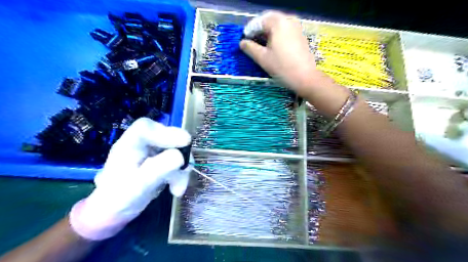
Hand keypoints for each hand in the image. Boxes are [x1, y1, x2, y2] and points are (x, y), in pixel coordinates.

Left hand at [69, 117, 191, 239]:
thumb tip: (180, 156)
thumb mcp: (138, 186)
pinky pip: (178, 161)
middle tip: (186, 168)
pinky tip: (176, 189)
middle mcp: (142, 144)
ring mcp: (153, 152)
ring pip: (177, 149)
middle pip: (167, 136)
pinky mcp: (162, 160)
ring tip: (178, 189)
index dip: (166, 132)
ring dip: (182, 169)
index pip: (146, 128)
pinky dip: (181, 174)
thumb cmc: (119, 200)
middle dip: (180, 154)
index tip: (185, 143)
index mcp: (128, 145)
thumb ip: (158, 169)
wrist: (115, 212)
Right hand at [243, 10, 348, 116]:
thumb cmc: (282, 67)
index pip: (258, 22)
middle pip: (268, 20)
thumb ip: (250, 48)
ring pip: (277, 24)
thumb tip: (242, 43)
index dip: (249, 31)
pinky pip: (285, 29)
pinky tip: (273, 45)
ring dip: (267, 31)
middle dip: (258, 29)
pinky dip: (276, 34)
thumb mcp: (262, 58)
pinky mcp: (300, 35)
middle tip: (251, 40)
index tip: (244, 41)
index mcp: (278, 23)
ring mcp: (296, 26)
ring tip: (261, 43)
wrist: (305, 77)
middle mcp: (288, 20)